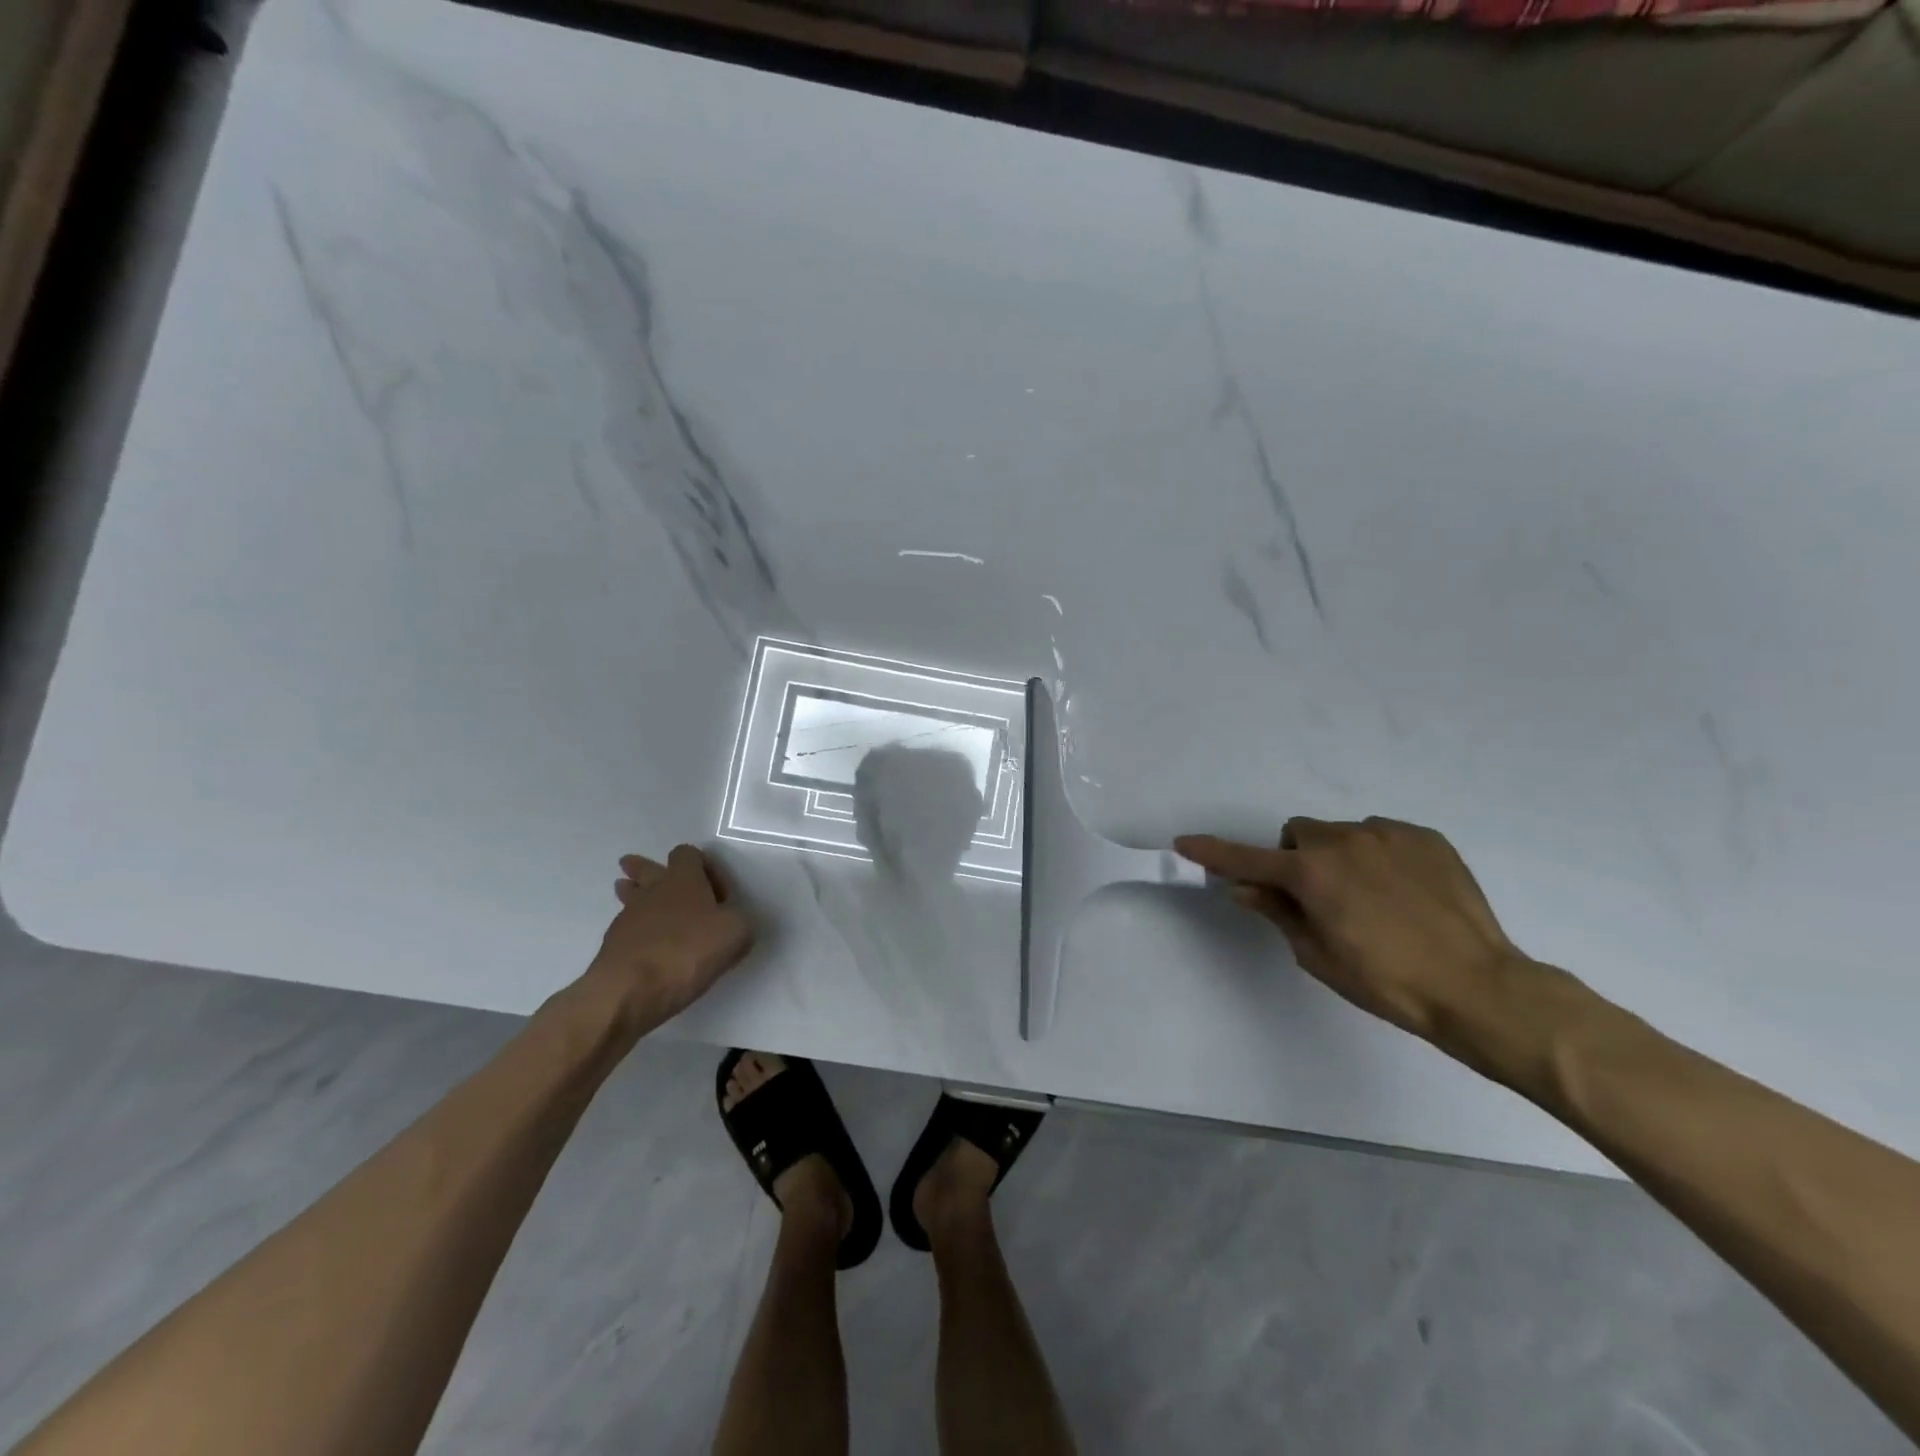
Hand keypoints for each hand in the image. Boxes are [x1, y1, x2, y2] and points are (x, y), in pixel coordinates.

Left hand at [584, 845, 754, 1029]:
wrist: (630, 990)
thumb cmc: (688, 951)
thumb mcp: (736, 933)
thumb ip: (739, 920)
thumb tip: (732, 921)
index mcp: (684, 880)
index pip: (687, 853)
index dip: (705, 866)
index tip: (718, 894)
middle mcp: (653, 891)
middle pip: (645, 868)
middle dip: (646, 868)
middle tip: (644, 869)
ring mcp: (627, 917)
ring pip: (630, 896)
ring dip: (635, 895)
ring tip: (634, 896)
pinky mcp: (612, 945)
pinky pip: (626, 928)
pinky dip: (636, 932)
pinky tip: (646, 946)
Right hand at [1175, 817, 1531, 1041]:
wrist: (1479, 987)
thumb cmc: (1387, 982)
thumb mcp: (1319, 956)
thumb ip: (1278, 913)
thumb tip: (1246, 888)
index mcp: (1312, 874)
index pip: (1247, 859)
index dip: (1213, 852)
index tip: (1184, 843)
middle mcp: (1344, 842)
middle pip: (1298, 834)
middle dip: (1296, 858)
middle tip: (1317, 897)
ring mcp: (1388, 835)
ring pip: (1341, 833)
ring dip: (1338, 856)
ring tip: (1371, 898)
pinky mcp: (1425, 838)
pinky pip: (1382, 836)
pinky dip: (1378, 856)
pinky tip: (1403, 892)